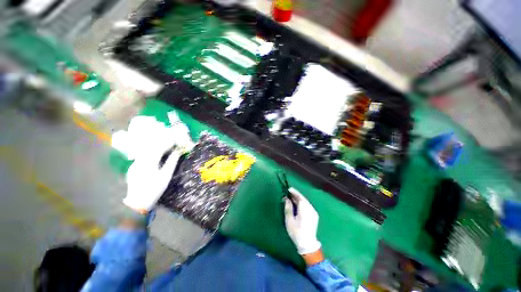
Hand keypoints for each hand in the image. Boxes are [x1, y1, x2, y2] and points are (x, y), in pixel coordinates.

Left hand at [123, 149, 181, 212]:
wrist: (138, 202)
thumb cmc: (155, 189)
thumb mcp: (166, 175)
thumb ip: (172, 162)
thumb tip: (178, 152)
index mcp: (149, 162)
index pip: (159, 148)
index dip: (168, 143)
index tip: (176, 141)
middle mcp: (140, 160)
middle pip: (151, 147)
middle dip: (162, 143)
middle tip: (171, 143)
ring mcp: (135, 163)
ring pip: (146, 151)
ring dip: (156, 147)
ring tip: (165, 148)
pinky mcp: (133, 167)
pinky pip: (142, 156)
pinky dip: (150, 153)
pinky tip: (156, 156)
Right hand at [284, 187, 321, 255]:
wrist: (307, 244)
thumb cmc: (296, 232)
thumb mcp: (289, 220)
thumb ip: (288, 207)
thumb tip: (286, 199)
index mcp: (305, 210)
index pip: (300, 197)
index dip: (294, 192)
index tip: (289, 189)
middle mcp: (311, 209)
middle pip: (303, 199)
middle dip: (296, 195)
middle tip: (289, 193)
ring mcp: (314, 212)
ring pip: (306, 202)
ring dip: (299, 199)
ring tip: (292, 197)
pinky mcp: (314, 215)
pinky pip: (308, 206)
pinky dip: (302, 203)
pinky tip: (297, 204)